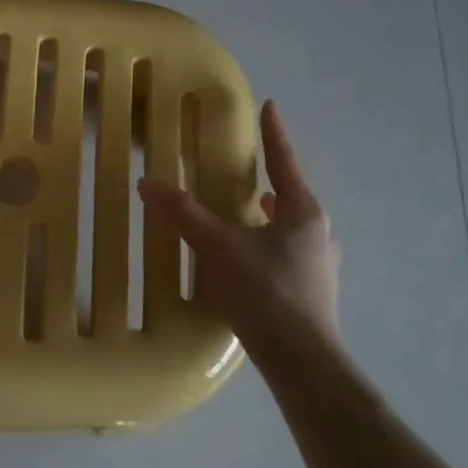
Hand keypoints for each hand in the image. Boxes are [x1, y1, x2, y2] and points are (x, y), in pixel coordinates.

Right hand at [137, 99, 339, 360]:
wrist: (303, 362)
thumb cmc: (266, 293)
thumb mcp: (219, 249)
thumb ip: (184, 215)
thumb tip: (147, 183)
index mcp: (302, 213)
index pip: (285, 162)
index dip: (274, 133)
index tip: (270, 105)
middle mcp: (318, 234)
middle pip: (290, 196)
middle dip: (269, 181)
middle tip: (245, 172)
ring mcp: (320, 266)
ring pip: (290, 229)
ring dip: (268, 218)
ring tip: (244, 216)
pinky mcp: (312, 294)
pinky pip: (286, 256)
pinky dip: (266, 248)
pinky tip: (247, 262)